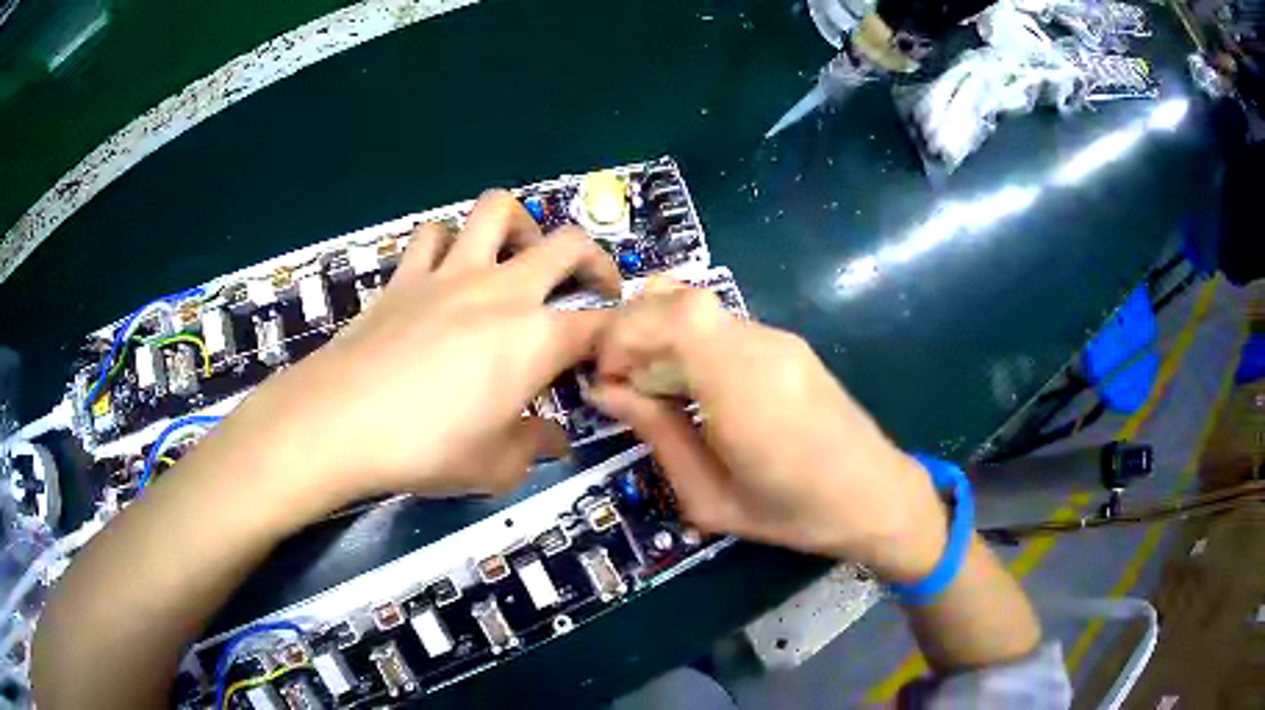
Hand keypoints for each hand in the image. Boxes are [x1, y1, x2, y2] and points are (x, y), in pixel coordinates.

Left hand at [216, 191, 619, 509]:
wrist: (341, 420)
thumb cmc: (426, 447)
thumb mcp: (495, 466)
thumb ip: (533, 447)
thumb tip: (552, 440)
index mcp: (536, 338)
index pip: (602, 325)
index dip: (618, 338)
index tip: (611, 359)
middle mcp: (503, 290)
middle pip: (568, 244)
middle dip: (594, 260)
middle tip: (592, 286)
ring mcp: (451, 273)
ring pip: (498, 209)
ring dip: (520, 227)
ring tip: (517, 257)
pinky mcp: (406, 275)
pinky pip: (433, 235)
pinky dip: (448, 242)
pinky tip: (447, 267)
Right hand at [589, 283, 948, 582]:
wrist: (875, 496)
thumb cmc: (793, 513)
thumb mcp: (710, 497)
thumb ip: (657, 435)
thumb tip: (606, 392)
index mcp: (744, 386)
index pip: (672, 316)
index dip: (624, 333)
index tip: (605, 378)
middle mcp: (762, 346)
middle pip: (680, 299)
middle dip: (632, 329)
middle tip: (619, 380)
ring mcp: (779, 340)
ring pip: (699, 308)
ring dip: (659, 335)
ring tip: (650, 388)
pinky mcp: (788, 345)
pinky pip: (723, 327)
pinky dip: (688, 343)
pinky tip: (689, 388)